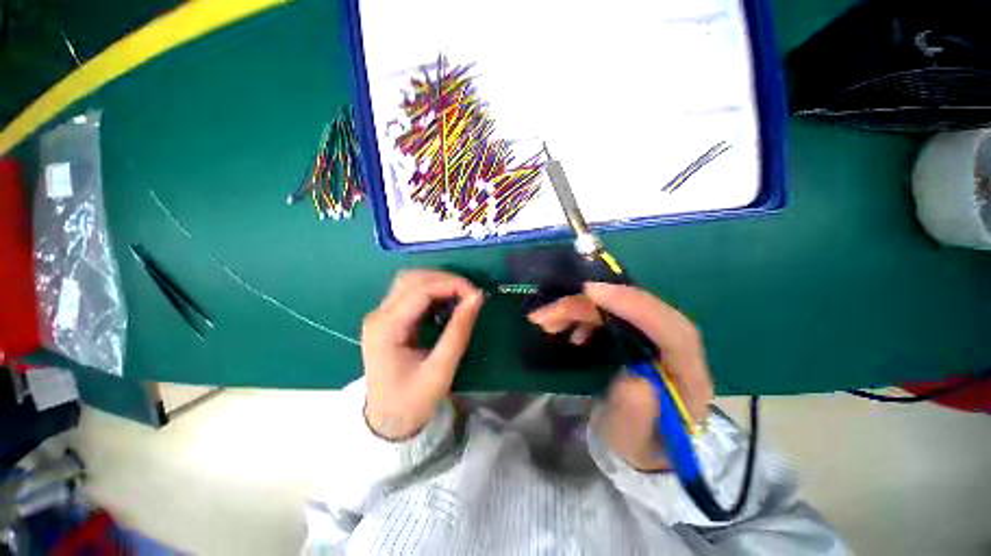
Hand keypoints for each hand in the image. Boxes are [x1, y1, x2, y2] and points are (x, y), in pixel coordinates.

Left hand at [361, 270, 483, 440]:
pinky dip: (433, 291)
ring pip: (411, 281)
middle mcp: (378, 315)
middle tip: (471, 294)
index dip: (452, 285)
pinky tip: (447, 302)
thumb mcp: (441, 369)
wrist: (387, 422)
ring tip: (462, 296)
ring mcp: (381, 315)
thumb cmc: (413, 401)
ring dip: (439, 282)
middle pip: (412, 278)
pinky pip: (411, 293)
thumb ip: (458, 331)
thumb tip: (477, 298)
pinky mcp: (388, 319)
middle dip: (445, 280)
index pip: (420, 290)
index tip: (477, 295)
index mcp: (386, 328)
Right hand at [528, 283, 713, 470]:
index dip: (634, 306)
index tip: (591, 293)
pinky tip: (568, 331)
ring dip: (579, 309)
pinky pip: (610, 314)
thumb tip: (634, 379)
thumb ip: (636, 415)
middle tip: (548, 313)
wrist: (645, 442)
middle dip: (589, 305)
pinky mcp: (637, 335)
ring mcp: (654, 338)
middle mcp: (676, 349)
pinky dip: (584, 316)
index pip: (673, 331)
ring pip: (618, 308)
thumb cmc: (641, 445)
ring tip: (546, 321)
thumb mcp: (634, 442)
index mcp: (689, 378)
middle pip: (639, 309)